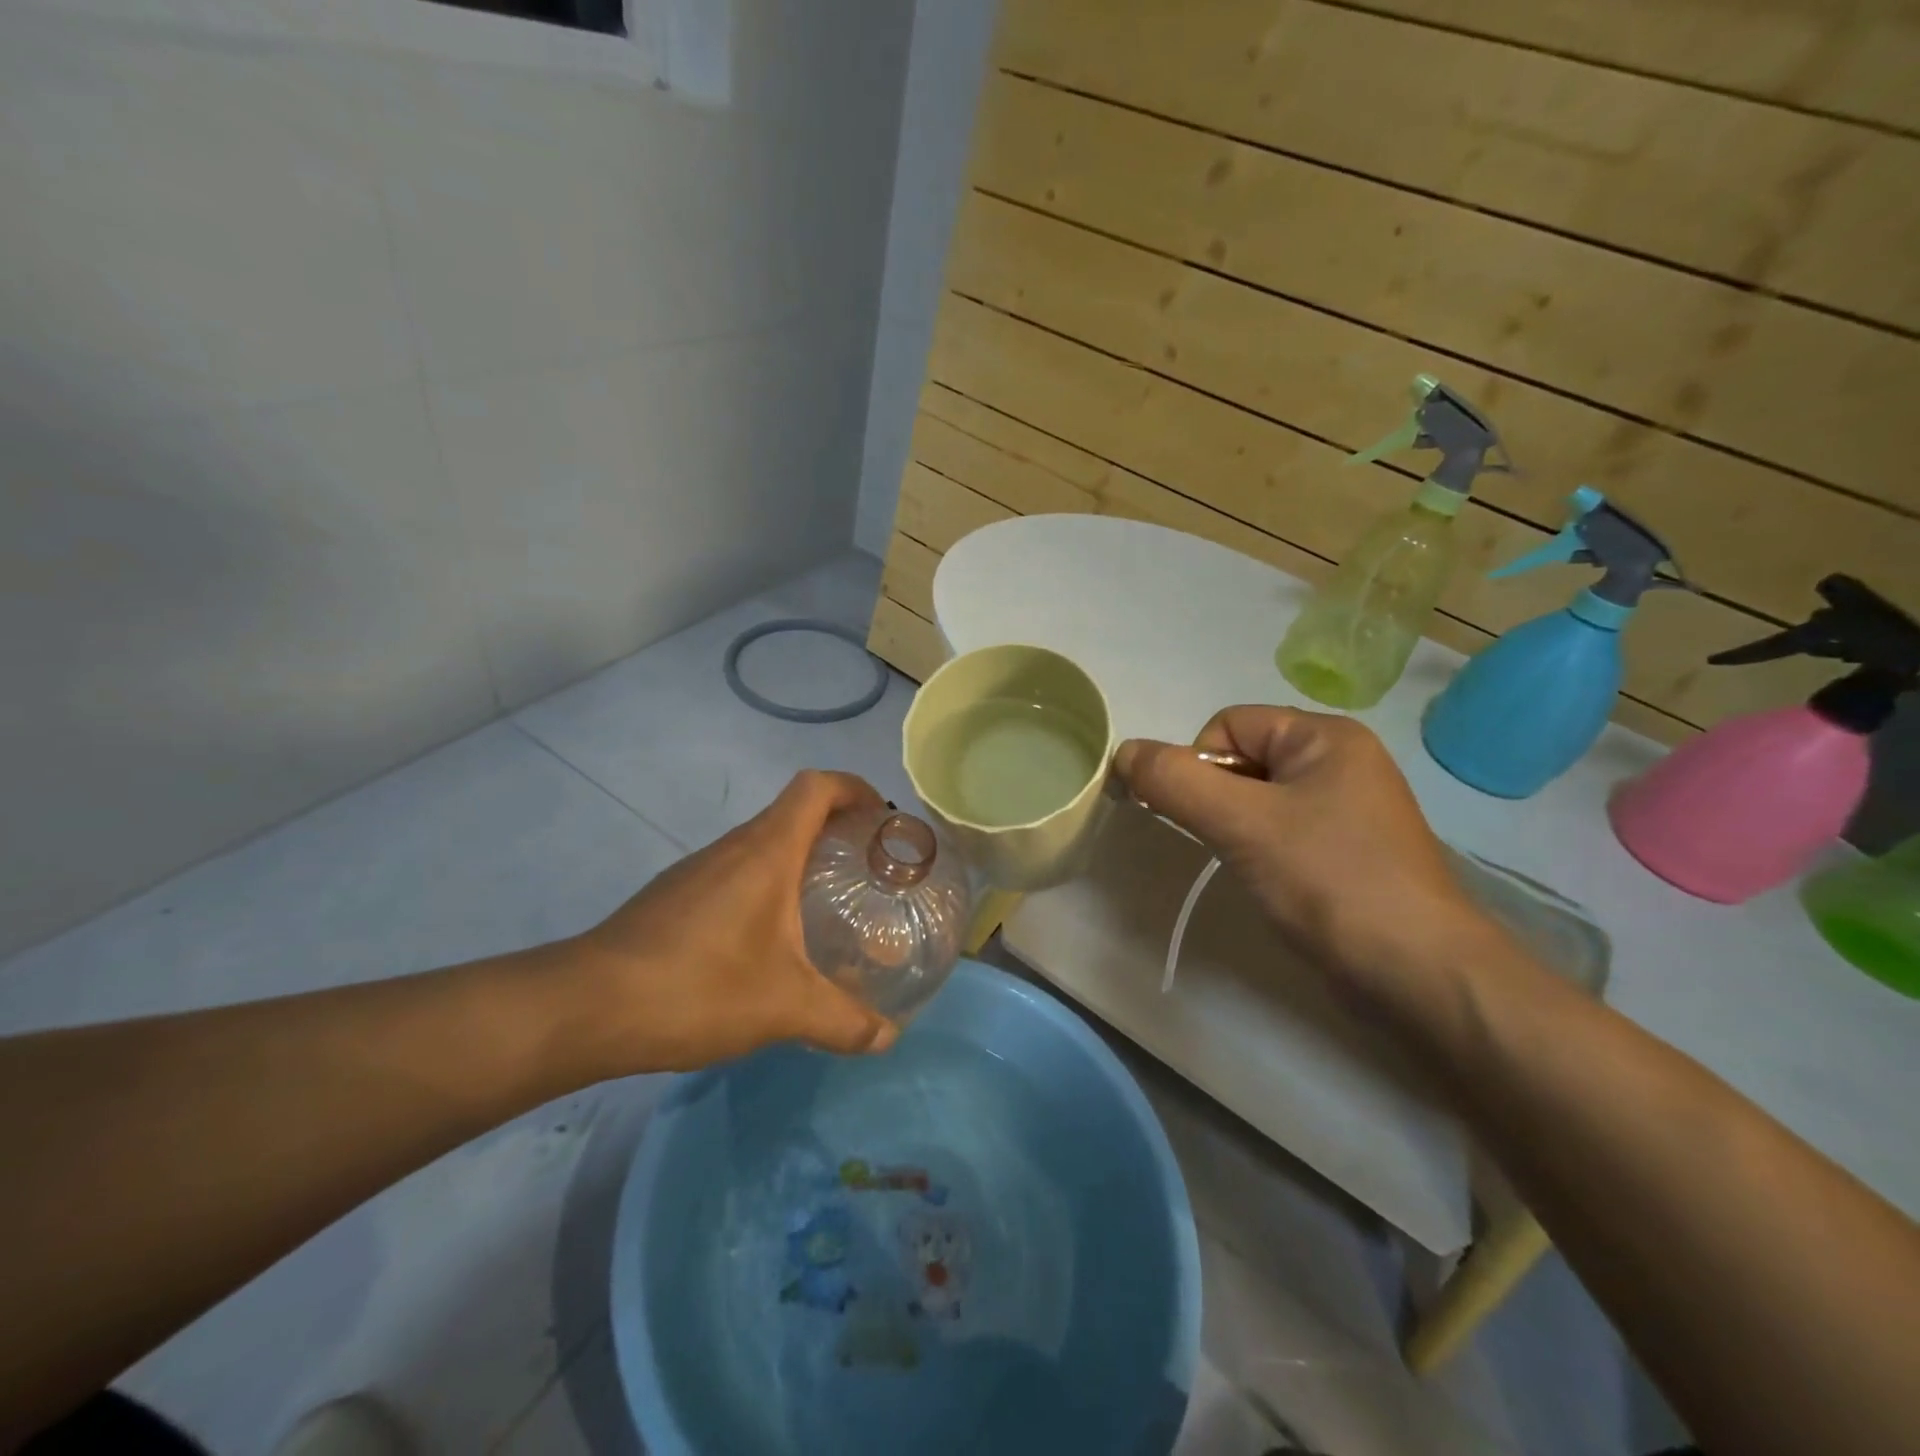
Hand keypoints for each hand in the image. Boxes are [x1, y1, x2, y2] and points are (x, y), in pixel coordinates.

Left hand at [551, 771, 898, 1076]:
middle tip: (867, 871)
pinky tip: (768, 941)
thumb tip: (886, 1038)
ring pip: (761, 845)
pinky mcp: (674, 897)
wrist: (586, 1007)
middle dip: (835, 829)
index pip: (817, 787)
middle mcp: (732, 847)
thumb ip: (843, 1021)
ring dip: (798, 860)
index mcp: (767, 850)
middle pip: (792, 812)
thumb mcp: (784, 1008)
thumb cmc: (698, 986)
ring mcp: (697, 870)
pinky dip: (765, 887)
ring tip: (826, 906)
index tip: (881, 819)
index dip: (853, 789)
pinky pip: (734, 873)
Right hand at [1116, 706, 1501, 1017]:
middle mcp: (1339, 761)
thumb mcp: (1241, 823)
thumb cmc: (1330, 880)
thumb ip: (1174, 781)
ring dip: (1235, 828)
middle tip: (1226, 843)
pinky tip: (1271, 882)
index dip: (1198, 765)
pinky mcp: (1346, 851)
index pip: (1227, 725)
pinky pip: (1280, 830)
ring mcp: (1347, 808)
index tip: (1202, 817)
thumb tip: (1122, 752)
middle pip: (1241, 760)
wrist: (1420, 974)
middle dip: (1216, 799)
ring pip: (1257, 799)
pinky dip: (1259, 849)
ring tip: (1251, 866)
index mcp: (1324, 736)